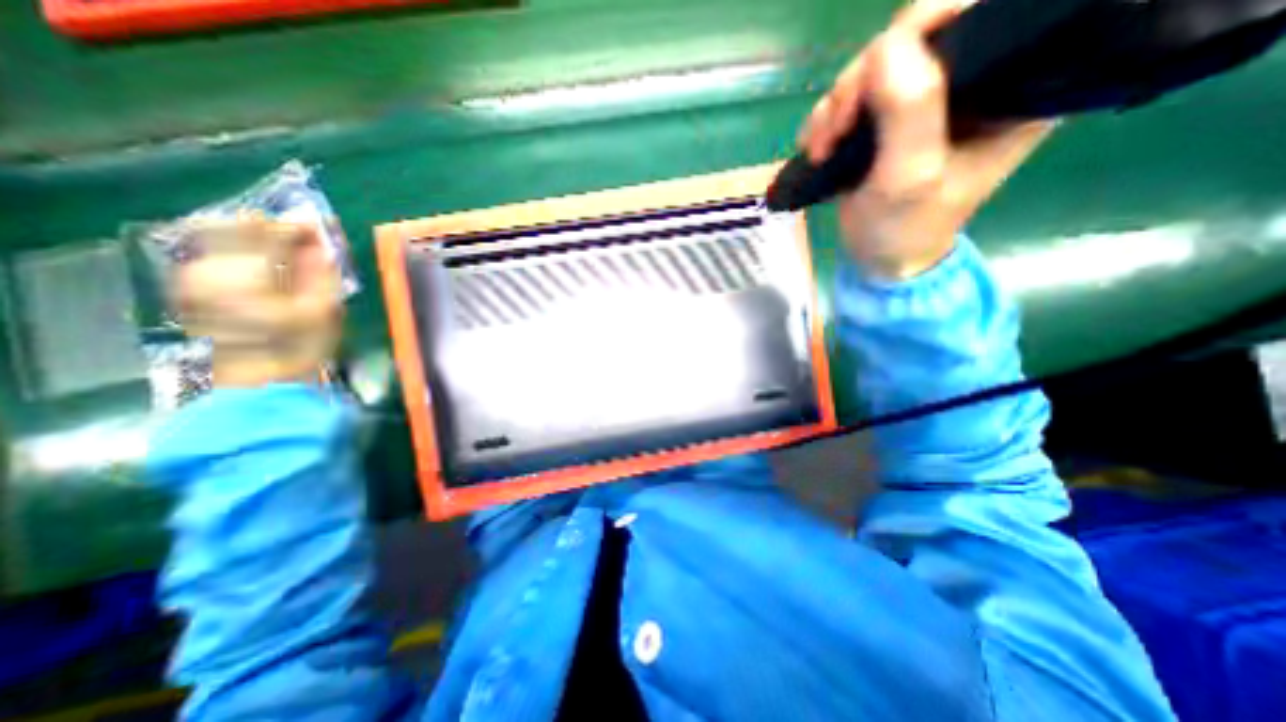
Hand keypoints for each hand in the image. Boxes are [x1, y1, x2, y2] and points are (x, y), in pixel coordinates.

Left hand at [175, 216, 345, 389]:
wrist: (257, 381)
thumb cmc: (299, 347)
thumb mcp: (323, 310)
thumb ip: (320, 273)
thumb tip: (318, 246)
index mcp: (249, 272)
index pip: (271, 231)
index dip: (298, 227)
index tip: (321, 232)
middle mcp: (212, 266)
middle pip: (236, 226)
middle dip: (273, 230)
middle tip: (303, 243)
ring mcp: (193, 276)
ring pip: (221, 238)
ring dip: (255, 241)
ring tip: (286, 256)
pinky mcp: (188, 287)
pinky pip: (213, 255)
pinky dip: (240, 254)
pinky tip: (262, 270)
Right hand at [800, 0, 1054, 279]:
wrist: (880, 258)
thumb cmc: (905, 228)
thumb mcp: (910, 177)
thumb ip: (909, 110)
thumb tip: (885, 47)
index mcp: (1013, 84)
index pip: (982, 11)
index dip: (925, 25)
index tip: (876, 75)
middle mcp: (974, 79)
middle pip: (915, 35)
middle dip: (862, 81)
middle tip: (836, 129)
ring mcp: (926, 97)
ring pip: (874, 65)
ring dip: (836, 105)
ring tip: (821, 149)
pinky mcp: (890, 115)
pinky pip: (853, 93)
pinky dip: (826, 117)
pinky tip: (817, 148)